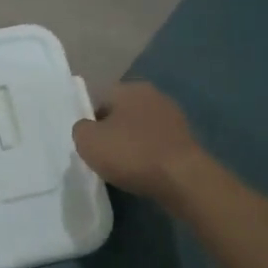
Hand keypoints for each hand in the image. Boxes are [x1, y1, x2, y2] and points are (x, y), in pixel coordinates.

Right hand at [72, 82, 204, 201]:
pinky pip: (157, 144)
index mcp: (129, 88)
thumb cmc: (131, 153)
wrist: (182, 179)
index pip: (100, 99)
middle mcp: (153, 95)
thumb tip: (87, 128)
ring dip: (131, 144)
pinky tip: (143, 172)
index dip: (90, 121)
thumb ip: (80, 129)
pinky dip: (148, 155)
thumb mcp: (87, 141)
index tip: (89, 143)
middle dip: (112, 131)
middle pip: (121, 113)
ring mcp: (173, 117)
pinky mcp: (186, 139)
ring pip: (140, 129)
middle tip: (103, 155)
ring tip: (123, 167)